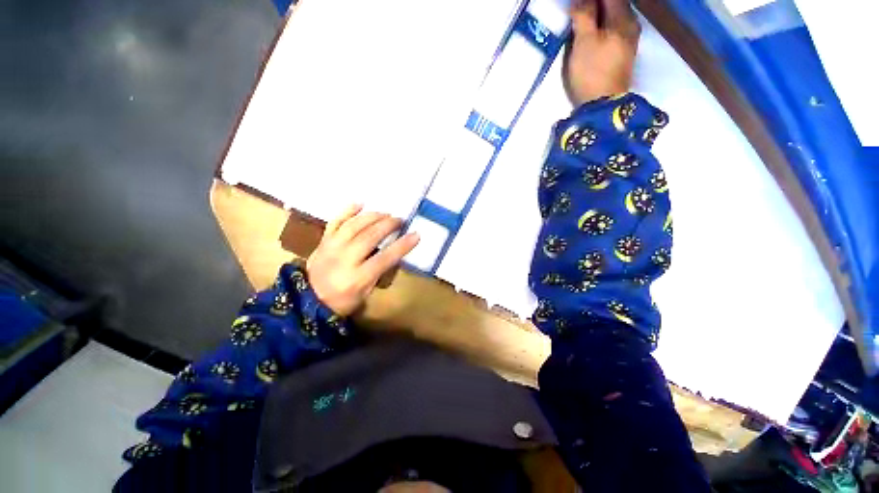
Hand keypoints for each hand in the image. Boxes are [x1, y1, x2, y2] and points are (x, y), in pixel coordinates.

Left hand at [306, 204, 419, 316]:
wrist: (307, 300)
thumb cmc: (342, 300)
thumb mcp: (365, 293)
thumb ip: (378, 273)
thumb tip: (392, 253)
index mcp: (357, 277)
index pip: (384, 258)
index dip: (402, 246)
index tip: (416, 235)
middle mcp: (344, 259)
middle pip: (369, 236)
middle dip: (388, 225)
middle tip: (399, 220)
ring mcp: (331, 247)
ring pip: (354, 225)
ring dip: (372, 216)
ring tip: (385, 213)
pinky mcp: (323, 241)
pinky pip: (335, 221)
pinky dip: (347, 211)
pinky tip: (360, 204)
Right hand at [564, 0, 640, 104]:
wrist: (603, 105)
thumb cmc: (592, 72)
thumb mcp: (584, 42)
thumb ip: (584, 16)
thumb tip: (580, 1)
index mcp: (622, 18)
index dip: (590, 0)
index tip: (576, 5)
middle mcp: (631, 24)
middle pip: (615, 4)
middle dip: (597, 5)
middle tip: (580, 10)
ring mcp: (630, 40)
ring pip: (615, 17)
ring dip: (600, 15)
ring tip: (584, 20)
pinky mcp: (624, 54)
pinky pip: (615, 29)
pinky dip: (604, 26)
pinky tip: (594, 33)